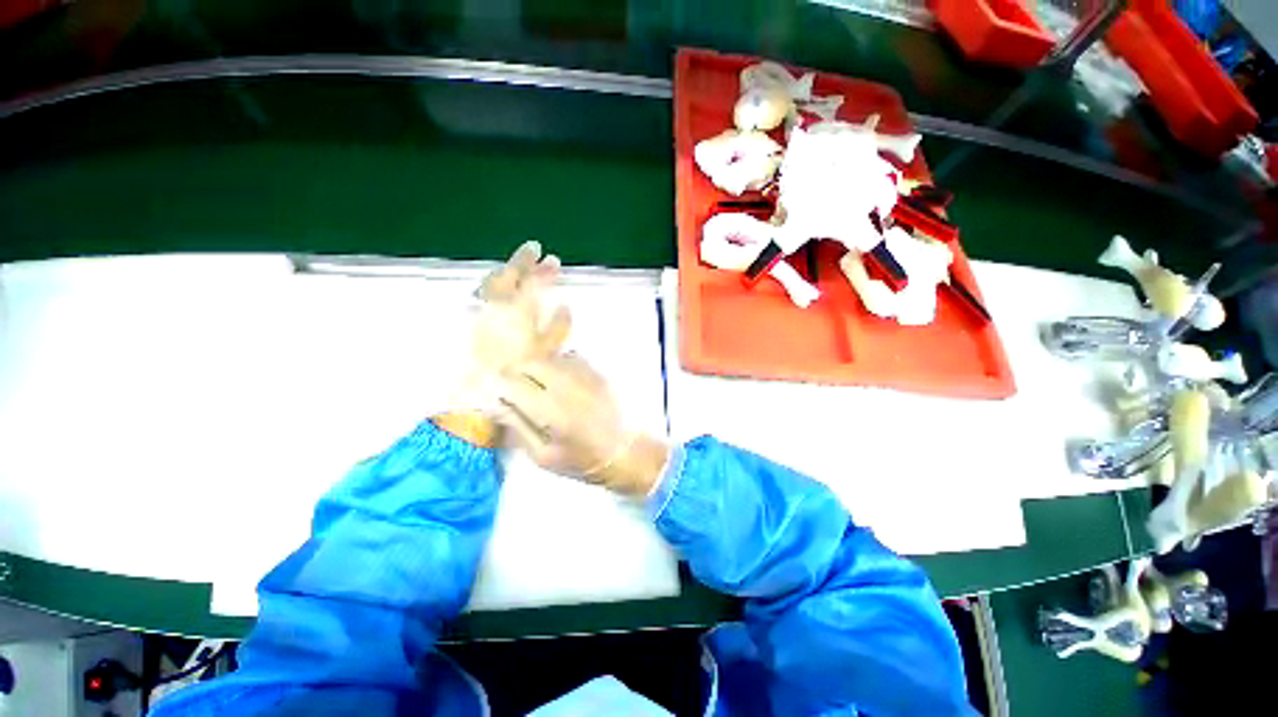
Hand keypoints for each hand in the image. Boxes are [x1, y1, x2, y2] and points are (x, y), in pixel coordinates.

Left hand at [455, 242, 570, 411]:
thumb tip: (565, 306)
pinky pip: (482, 294)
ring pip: (492, 283)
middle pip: (509, 275)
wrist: (478, 393)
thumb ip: (557, 327)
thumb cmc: (518, 373)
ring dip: (507, 272)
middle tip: (535, 251)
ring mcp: (479, 312)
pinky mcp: (468, 321)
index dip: (541, 269)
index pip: (530, 281)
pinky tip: (498, 290)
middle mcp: (495, 305)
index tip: (550, 257)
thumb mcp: (546, 352)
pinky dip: (493, 285)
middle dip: (523, 262)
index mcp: (517, 310)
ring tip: (517, 268)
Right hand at [495, 353, 669, 496]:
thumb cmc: (581, 460)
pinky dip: (556, 365)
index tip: (494, 392)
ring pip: (549, 358)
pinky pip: (569, 359)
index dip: (498, 385)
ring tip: (534, 383)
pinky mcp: (597, 373)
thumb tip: (496, 404)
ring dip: (536, 367)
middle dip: (516, 371)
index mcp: (552, 410)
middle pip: (532, 363)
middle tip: (513, 387)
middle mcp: (568, 386)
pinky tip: (558, 381)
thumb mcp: (543, 455)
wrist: (624, 452)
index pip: (515, 384)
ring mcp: (585, 376)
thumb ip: (518, 426)